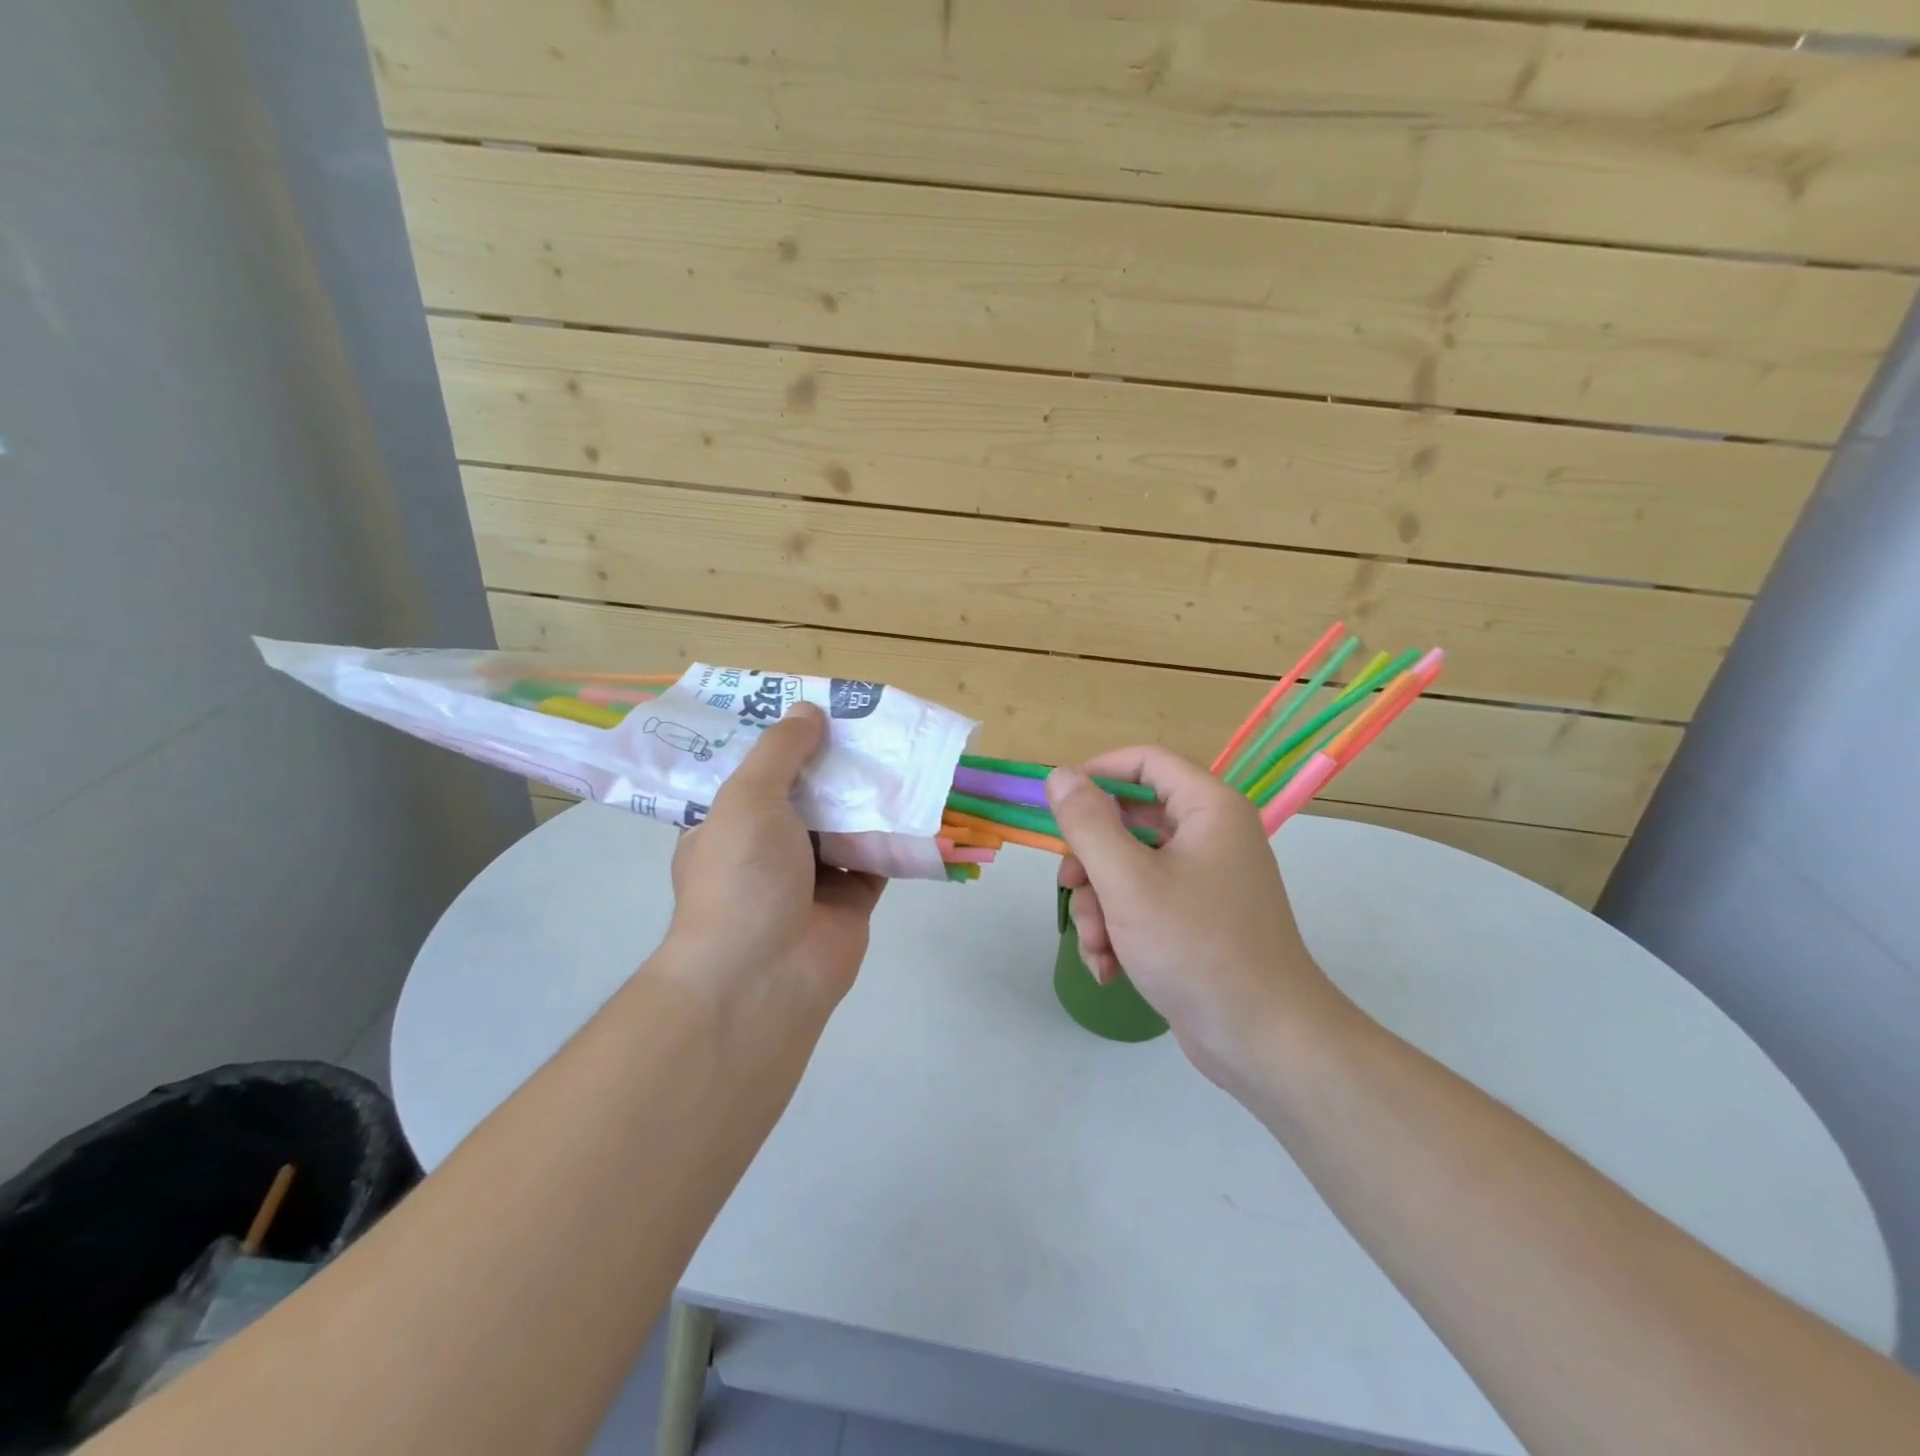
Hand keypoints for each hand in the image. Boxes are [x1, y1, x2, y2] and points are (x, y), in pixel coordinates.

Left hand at [662, 704, 884, 1018]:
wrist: (765, 975)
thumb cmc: (742, 876)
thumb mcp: (748, 798)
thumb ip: (780, 752)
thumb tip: (809, 709)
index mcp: (730, 823)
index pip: (756, 772)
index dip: (783, 740)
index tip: (813, 707)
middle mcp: (769, 846)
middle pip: (808, 793)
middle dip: (835, 762)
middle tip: (868, 721)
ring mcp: (811, 875)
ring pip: (847, 822)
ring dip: (869, 794)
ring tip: (899, 748)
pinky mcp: (852, 897)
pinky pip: (878, 855)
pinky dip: (897, 833)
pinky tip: (920, 797)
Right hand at [1047, 746, 1348, 1088]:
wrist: (1264, 1041)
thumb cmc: (1196, 947)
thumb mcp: (1128, 881)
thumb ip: (1088, 824)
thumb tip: (1059, 775)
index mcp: (1208, 809)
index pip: (1145, 762)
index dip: (1097, 773)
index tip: (1057, 802)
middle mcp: (1210, 835)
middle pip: (1128, 820)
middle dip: (1090, 860)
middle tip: (1069, 887)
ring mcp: (1204, 880)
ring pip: (1127, 868)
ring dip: (1098, 905)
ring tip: (1097, 946)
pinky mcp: (1195, 920)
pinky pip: (1142, 904)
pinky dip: (1118, 930)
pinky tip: (1109, 967)